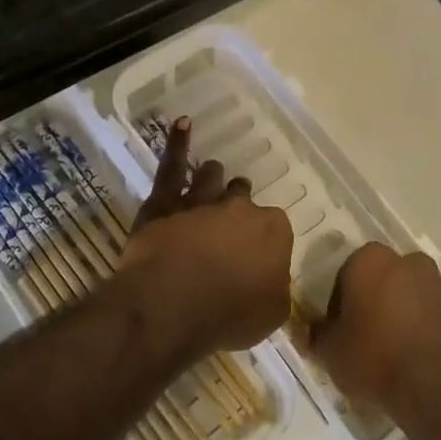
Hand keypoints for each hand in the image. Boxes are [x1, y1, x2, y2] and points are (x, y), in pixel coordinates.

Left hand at [118, 117, 292, 355]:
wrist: (171, 306)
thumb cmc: (228, 316)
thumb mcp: (272, 314)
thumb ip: (276, 287)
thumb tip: (271, 278)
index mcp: (273, 230)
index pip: (275, 227)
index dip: (264, 242)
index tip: (255, 257)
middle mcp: (240, 207)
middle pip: (242, 197)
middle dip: (238, 205)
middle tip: (229, 225)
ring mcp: (201, 200)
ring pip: (212, 177)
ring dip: (213, 178)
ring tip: (211, 178)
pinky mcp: (164, 202)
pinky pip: (173, 166)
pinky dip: (178, 143)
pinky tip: (182, 123)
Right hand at [309, 243, 440, 424]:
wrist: (440, 389)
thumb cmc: (376, 359)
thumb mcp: (331, 352)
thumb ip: (319, 334)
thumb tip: (313, 331)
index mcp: (371, 260)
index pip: (346, 274)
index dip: (340, 303)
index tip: (340, 330)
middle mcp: (409, 262)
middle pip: (384, 279)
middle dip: (376, 301)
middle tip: (367, 337)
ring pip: (412, 295)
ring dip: (404, 313)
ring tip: (396, 352)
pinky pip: (436, 315)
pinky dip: (427, 329)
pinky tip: (419, 359)